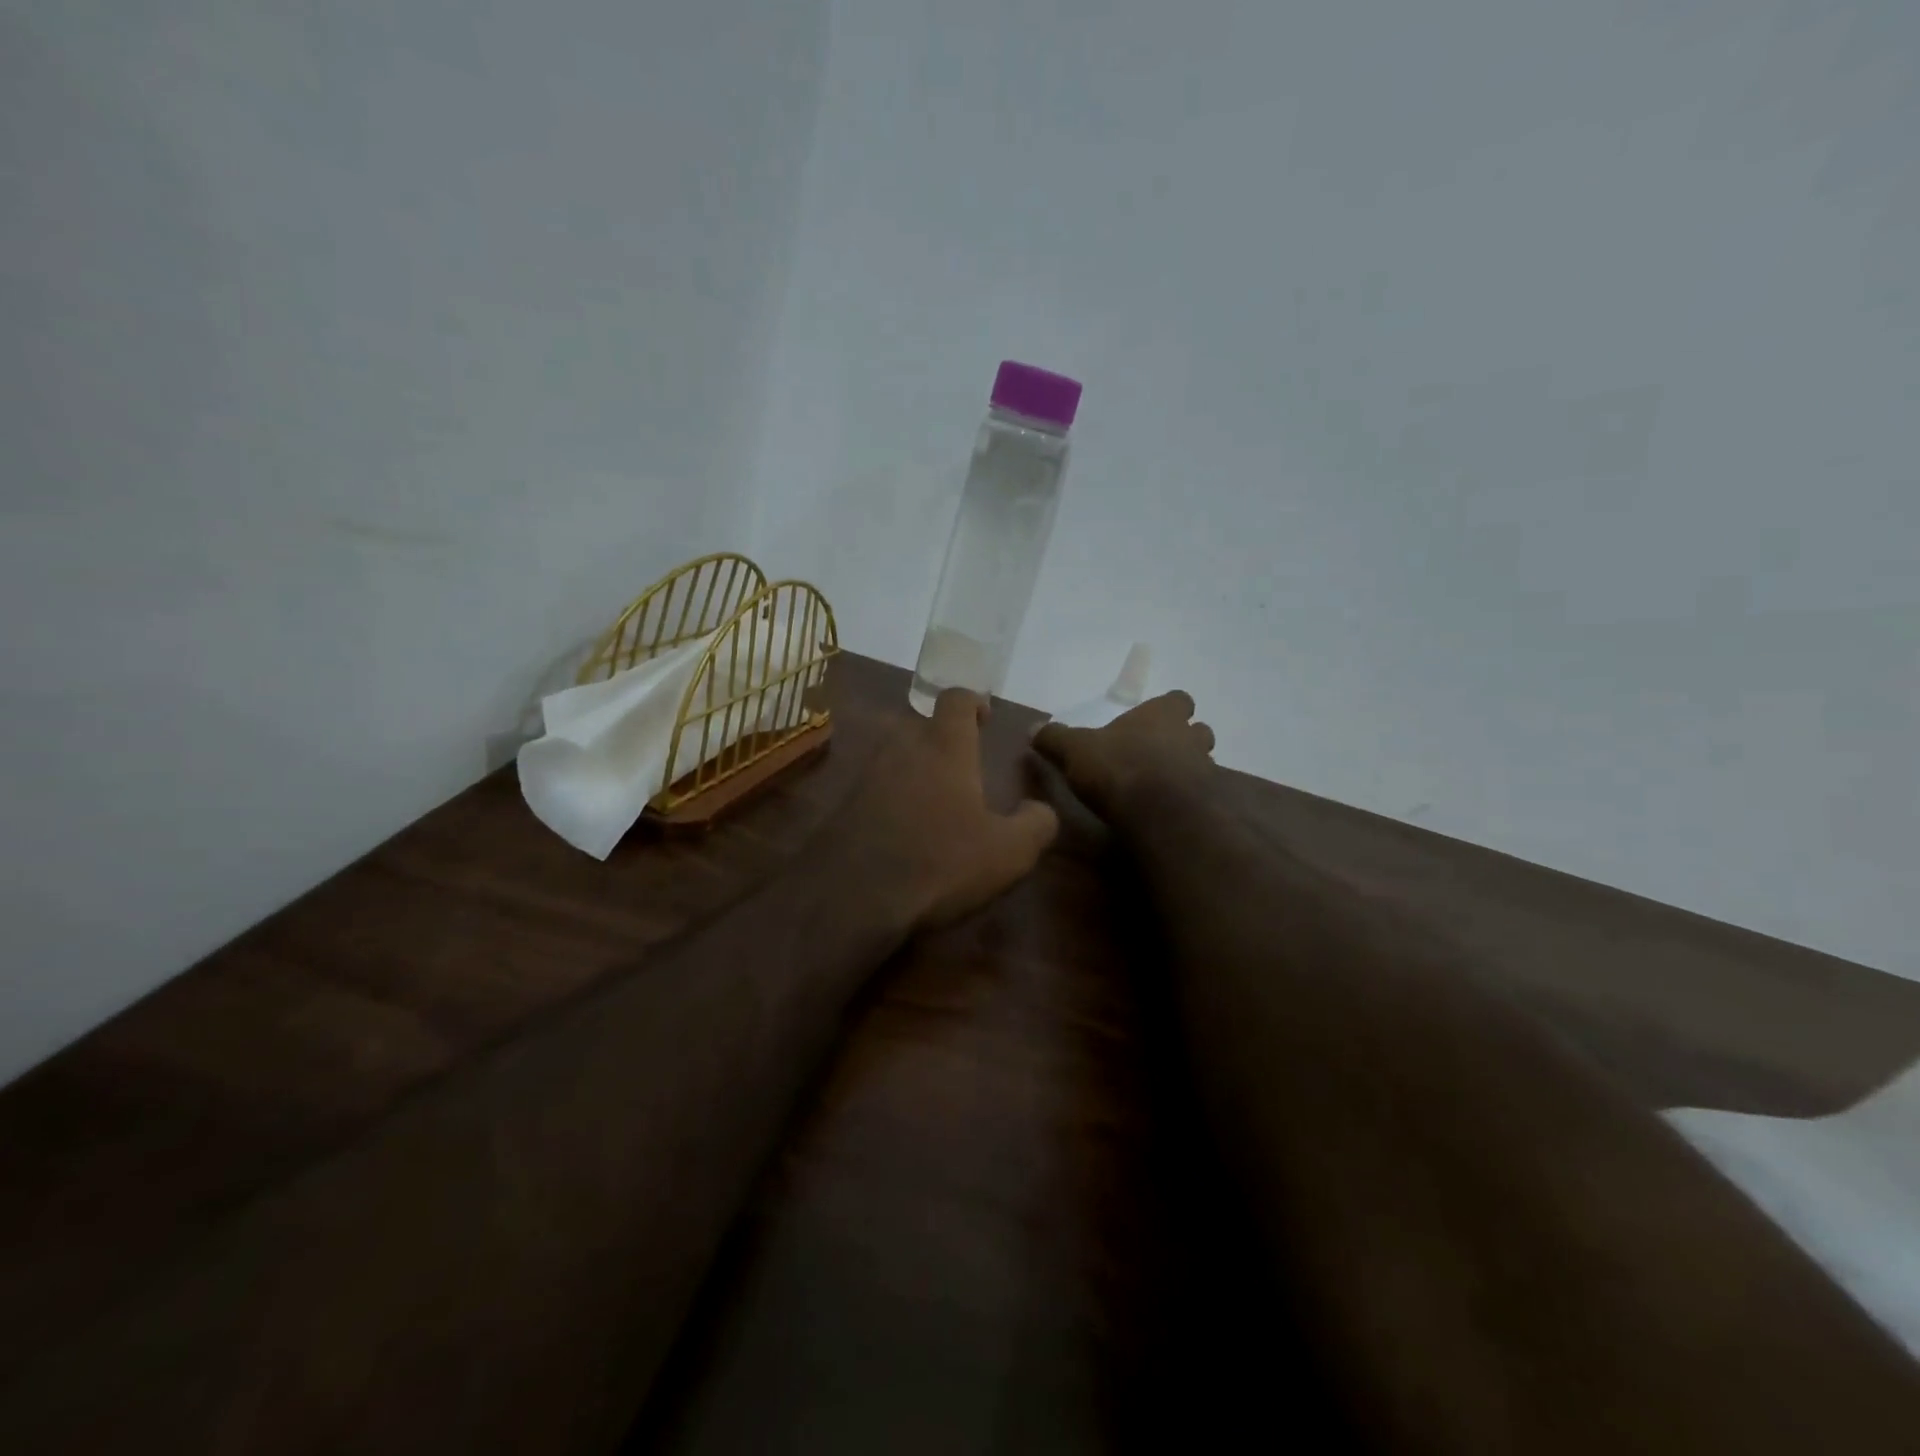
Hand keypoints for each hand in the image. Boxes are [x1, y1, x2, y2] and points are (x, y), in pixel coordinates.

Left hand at [829, 689, 1060, 931]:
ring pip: (896, 756)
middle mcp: (901, 748)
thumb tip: (1041, 810)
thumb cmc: (940, 863)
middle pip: (923, 726)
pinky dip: (891, 798)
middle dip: (944, 741)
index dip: (973, 702)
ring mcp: (866, 774)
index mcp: (944, 747)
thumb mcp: (1008, 853)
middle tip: (964, 771)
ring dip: (916, 770)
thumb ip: (1036, 824)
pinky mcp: (843, 803)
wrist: (851, 897)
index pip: (956, 699)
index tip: (985, 718)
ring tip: (935, 804)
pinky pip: (875, 787)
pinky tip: (903, 831)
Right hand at [1031, 691, 1216, 821]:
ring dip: (1187, 770)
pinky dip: (1188, 800)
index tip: (1152, 720)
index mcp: (1161, 715)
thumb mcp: (1075, 750)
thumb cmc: (1118, 768)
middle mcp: (1189, 737)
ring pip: (1203, 762)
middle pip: (1198, 731)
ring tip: (1161, 785)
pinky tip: (1167, 811)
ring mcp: (1204, 770)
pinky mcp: (1210, 803)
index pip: (1178, 699)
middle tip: (1158, 754)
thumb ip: (1055, 738)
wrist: (1160, 814)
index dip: (1168, 708)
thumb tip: (1033, 727)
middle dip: (1183, 739)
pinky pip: (1202, 796)